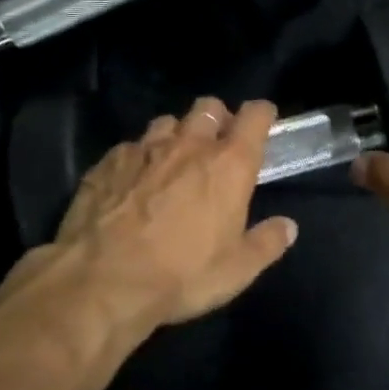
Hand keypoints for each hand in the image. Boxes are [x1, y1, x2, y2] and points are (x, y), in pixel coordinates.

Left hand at [0, 98, 298, 335]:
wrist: (101, 282)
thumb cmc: (182, 274)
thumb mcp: (237, 270)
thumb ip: (267, 243)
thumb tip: (288, 226)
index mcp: (229, 164)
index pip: (254, 116)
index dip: (262, 114)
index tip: (264, 123)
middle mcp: (189, 145)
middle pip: (209, 107)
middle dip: (217, 119)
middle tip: (217, 146)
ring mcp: (144, 149)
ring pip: (167, 122)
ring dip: (177, 135)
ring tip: (173, 161)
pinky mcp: (107, 163)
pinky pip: (130, 148)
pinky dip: (138, 158)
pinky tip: (133, 182)